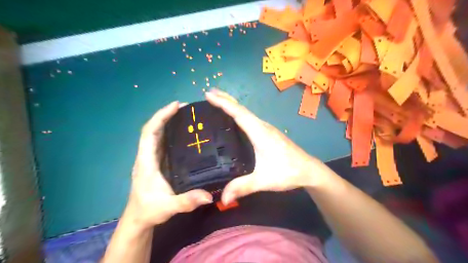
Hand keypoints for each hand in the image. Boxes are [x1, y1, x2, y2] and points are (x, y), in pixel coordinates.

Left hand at [123, 102, 212, 228]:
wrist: (139, 219)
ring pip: (157, 134)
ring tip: (187, 116)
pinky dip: (171, 133)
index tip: (176, 106)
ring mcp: (151, 159)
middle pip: (153, 129)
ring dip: (169, 122)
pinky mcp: (157, 162)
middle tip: (186, 108)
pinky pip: (163, 142)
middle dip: (166, 115)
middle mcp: (147, 156)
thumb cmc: (149, 211)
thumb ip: (187, 201)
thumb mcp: (168, 207)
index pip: (149, 132)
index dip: (160, 116)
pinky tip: (185, 133)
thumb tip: (208, 195)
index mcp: (146, 161)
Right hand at [207, 90, 326, 204]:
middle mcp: (262, 126)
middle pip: (241, 109)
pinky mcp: (268, 133)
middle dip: (225, 99)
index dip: (223, 103)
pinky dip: (239, 114)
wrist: (309, 170)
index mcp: (260, 132)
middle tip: (209, 93)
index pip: (239, 114)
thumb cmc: (288, 172)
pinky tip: (234, 119)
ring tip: (218, 101)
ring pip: (246, 113)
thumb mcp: (264, 180)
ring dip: (232, 105)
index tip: (209, 95)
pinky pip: (250, 119)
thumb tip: (222, 198)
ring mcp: (266, 129)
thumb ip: (243, 187)